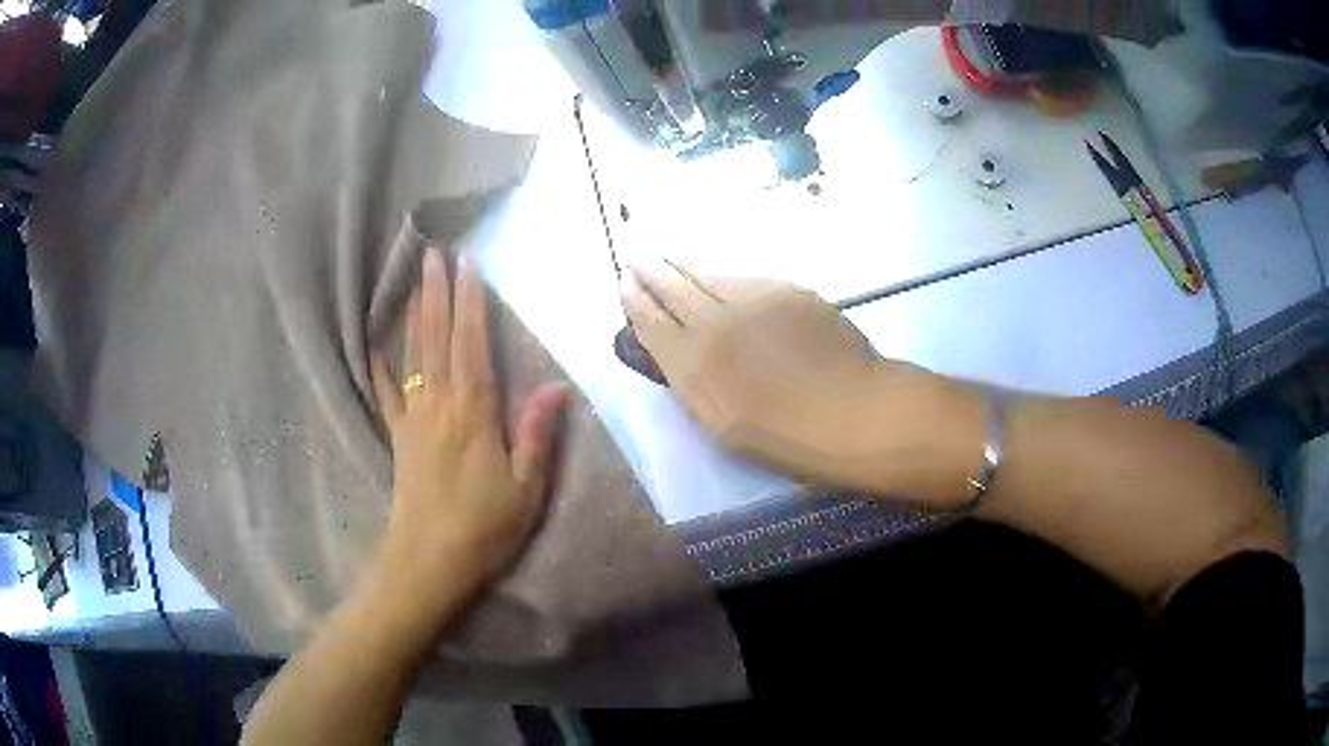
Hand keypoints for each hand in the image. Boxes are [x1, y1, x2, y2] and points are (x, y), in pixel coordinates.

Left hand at [367, 250, 569, 640]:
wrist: (429, 562)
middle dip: (436, 292)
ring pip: (413, 355)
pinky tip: (374, 344)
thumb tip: (555, 387)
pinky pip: (386, 392)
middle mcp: (439, 405)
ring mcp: (413, 419)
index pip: (472, 345)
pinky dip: (380, 364)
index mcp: (473, 414)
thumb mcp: (525, 490)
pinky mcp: (398, 437)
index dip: (470, 303)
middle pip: (437, 338)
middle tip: (433, 253)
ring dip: (414, 313)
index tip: (467, 265)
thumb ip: (536, 436)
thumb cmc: (484, 530)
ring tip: (414, 279)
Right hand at [621, 261, 983, 501]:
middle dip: (650, 270)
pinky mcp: (786, 289)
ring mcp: (752, 299)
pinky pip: (744, 276)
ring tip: (668, 256)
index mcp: (692, 364)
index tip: (623, 281)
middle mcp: (714, 321)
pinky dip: (723, 272)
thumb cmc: (785, 437)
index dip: (633, 298)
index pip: (651, 320)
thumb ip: (692, 382)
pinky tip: (719, 272)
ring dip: (682, 263)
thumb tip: (676, 351)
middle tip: (637, 257)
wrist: (852, 412)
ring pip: (707, 273)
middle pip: (673, 286)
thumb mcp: (721, 424)